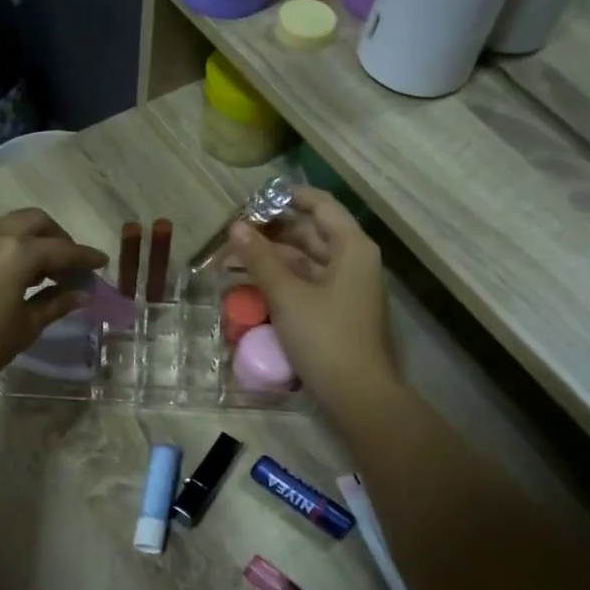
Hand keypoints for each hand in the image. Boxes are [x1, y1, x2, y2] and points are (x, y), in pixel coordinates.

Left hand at [0, 209, 106, 400]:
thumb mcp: (25, 327)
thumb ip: (56, 304)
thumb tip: (82, 294)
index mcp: (17, 252)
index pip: (62, 250)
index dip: (85, 258)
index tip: (103, 263)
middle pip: (36, 222)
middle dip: (60, 238)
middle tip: (73, 266)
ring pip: (13, 226)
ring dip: (35, 241)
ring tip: (48, 274)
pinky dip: (13, 247)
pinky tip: (20, 275)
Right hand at [228, 188, 397, 411]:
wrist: (356, 394)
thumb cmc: (325, 336)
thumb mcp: (288, 295)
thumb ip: (261, 259)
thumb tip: (235, 227)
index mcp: (352, 247)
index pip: (321, 205)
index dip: (289, 196)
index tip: (255, 197)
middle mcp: (352, 261)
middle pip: (310, 233)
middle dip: (271, 232)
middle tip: (234, 233)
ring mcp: (345, 288)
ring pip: (304, 261)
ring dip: (271, 259)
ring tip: (233, 259)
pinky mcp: (334, 311)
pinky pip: (305, 284)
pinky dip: (280, 281)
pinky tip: (250, 284)